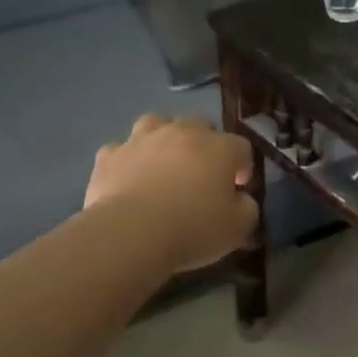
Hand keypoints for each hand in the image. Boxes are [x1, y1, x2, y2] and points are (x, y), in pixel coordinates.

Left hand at [85, 114, 257, 272]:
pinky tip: (129, 177)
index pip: (242, 147)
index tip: (237, 189)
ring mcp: (142, 139)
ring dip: (164, 138)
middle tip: (202, 174)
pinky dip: (128, 159)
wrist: (131, 233)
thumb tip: (241, 199)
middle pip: (200, 125)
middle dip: (205, 144)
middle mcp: (182, 132)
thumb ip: (247, 207)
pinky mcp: (110, 155)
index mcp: (220, 147)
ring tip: (164, 162)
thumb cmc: (194, 228)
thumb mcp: (239, 227)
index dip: (243, 167)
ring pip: (157, 123)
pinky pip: (122, 149)